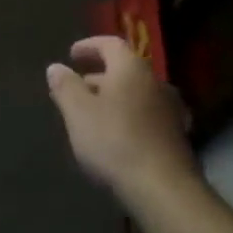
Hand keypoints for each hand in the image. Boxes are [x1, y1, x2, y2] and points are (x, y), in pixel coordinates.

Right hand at [46, 37, 194, 194]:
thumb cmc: (115, 141)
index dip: (89, 46)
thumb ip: (65, 86)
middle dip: (98, 76)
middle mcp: (155, 82)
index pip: (111, 44)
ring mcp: (169, 110)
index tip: (72, 54)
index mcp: (131, 69)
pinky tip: (116, 136)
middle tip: (76, 88)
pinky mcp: (176, 137)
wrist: (164, 189)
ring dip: (113, 98)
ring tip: (92, 114)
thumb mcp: (78, 112)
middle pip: (124, 70)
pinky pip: (146, 116)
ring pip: (135, 94)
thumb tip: (56, 67)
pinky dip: (128, 117)